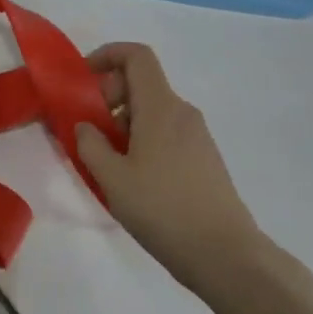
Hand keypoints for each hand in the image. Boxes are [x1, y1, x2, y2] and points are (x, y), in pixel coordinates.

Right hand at [75, 43, 265, 290]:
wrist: (229, 258)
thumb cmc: (164, 210)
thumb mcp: (112, 179)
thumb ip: (90, 144)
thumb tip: (86, 126)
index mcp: (160, 106)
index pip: (136, 56)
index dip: (107, 55)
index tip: (83, 80)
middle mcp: (182, 112)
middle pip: (141, 84)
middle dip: (109, 97)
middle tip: (89, 130)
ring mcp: (198, 137)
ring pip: (152, 111)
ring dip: (124, 124)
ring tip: (107, 163)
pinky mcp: (205, 160)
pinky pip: (167, 133)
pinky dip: (143, 141)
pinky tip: (134, 180)